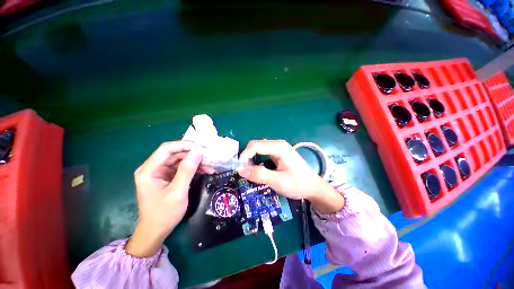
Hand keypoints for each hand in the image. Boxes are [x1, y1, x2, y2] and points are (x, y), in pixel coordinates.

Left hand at [126, 141, 212, 256]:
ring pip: (181, 160)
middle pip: (175, 154)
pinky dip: (194, 168)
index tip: (201, 148)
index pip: (166, 149)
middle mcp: (154, 168)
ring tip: (210, 166)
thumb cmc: (164, 213)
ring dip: (196, 162)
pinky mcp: (168, 177)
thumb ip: (187, 171)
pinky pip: (183, 167)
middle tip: (209, 158)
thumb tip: (198, 152)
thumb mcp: (177, 192)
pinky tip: (205, 170)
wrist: (157, 230)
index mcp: (149, 170)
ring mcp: (161, 172)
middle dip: (193, 155)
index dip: (184, 145)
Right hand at [238, 140, 343, 213]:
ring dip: (252, 159)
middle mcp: (278, 144)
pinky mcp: (279, 154)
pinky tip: (258, 169)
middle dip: (247, 157)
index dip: (245, 155)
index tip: (240, 169)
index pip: (255, 145)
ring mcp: (279, 148)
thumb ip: (259, 175)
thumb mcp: (278, 182)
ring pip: (259, 149)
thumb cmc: (298, 184)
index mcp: (279, 147)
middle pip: (256, 145)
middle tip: (245, 171)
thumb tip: (241, 171)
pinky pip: (264, 153)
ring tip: (250, 171)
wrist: (314, 187)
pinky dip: (257, 160)